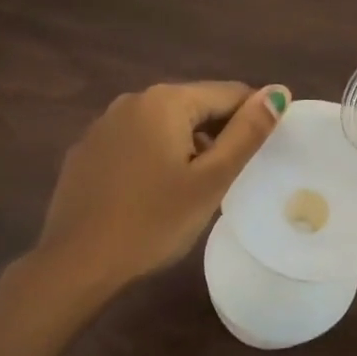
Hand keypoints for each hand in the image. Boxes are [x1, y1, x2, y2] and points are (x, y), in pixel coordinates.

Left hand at [34, 81, 288, 292]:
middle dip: (216, 135)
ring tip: (192, 191)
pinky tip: (151, 194)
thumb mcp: (210, 180)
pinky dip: (153, 158)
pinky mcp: (86, 151)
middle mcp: (131, 101)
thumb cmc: (154, 222)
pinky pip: (134, 143)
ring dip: (185, 147)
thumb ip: (246, 134)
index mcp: (165, 101)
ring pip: (162, 125)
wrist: (78, 262)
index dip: (252, 120)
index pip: (228, 93)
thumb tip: (278, 92)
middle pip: (193, 106)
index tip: (260, 155)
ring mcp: (102, 125)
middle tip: (226, 180)